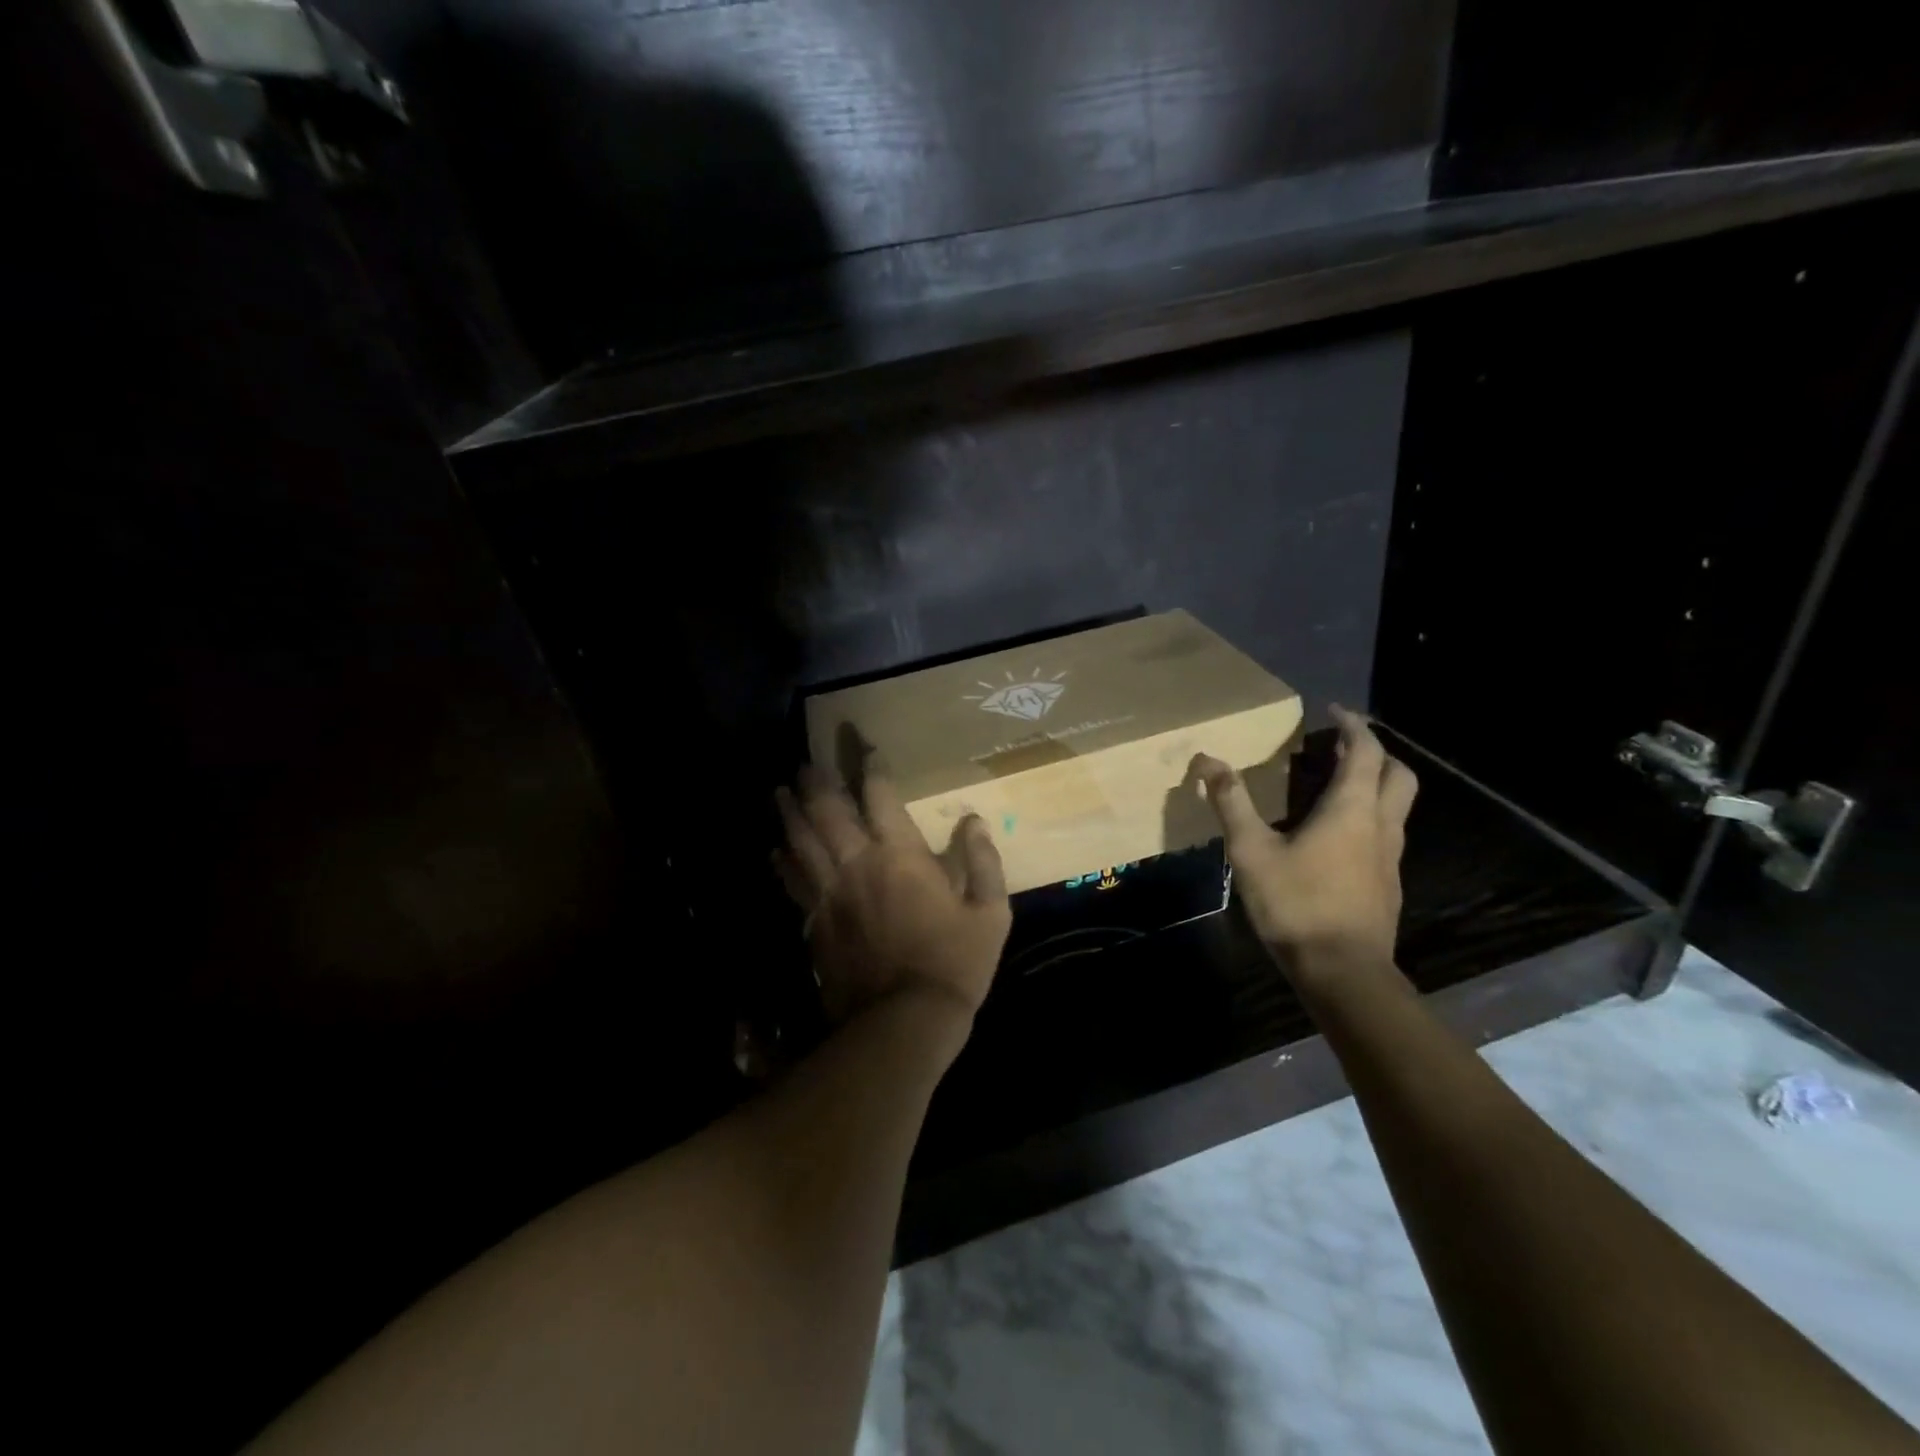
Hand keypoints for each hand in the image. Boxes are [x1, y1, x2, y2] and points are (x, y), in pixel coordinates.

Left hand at [774, 763, 1011, 1027]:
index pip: (881, 796)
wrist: (903, 1021)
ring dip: (789, 813)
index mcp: (900, 855)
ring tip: (779, 792)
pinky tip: (775, 852)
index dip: (872, 767)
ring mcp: (830, 893)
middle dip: (816, 782)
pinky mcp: (814, 922)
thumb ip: (982, 862)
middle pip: (827, 810)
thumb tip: (977, 821)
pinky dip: (783, 862)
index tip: (866, 748)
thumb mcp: (989, 913)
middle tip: (805, 762)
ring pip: (801, 841)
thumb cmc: (954, 963)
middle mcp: (857, 863)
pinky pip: (792, 882)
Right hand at [1190, 705, 1416, 978]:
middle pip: (1398, 774)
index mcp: (1352, 809)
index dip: (1352, 726)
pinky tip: (1340, 836)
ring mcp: (1390, 857)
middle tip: (1344, 747)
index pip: (1365, 751)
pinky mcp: (1388, 883)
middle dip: (1376, 752)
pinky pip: (1388, 832)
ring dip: (1377, 784)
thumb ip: (1231, 802)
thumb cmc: (1297, 904)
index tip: (1334, 712)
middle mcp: (1381, 825)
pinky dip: (1371, 816)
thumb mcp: (1251, 850)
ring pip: (1398, 805)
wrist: (1344, 972)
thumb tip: (1206, 760)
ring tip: (1339, 785)